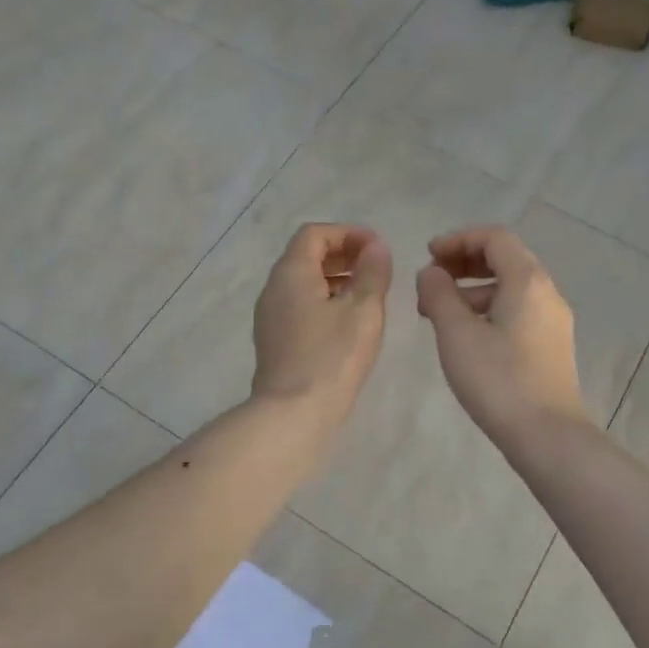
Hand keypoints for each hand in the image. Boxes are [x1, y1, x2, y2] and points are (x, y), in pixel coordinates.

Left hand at [251, 223, 392, 431]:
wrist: (293, 414)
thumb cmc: (332, 357)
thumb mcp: (363, 310)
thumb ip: (373, 273)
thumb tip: (376, 247)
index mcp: (291, 273)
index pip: (314, 234)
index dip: (348, 233)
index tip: (377, 249)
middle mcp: (274, 289)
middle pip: (306, 256)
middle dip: (342, 254)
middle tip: (376, 268)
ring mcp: (270, 317)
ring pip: (303, 283)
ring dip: (335, 279)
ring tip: (368, 294)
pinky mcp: (275, 342)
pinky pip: (299, 307)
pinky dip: (324, 302)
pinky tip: (349, 323)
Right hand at [416, 227, 591, 448]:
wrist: (547, 435)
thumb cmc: (498, 379)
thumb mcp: (457, 333)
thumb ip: (439, 294)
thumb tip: (431, 273)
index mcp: (527, 280)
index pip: (494, 238)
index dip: (458, 239)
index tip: (428, 255)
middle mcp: (546, 292)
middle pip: (505, 259)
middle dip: (464, 263)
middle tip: (431, 280)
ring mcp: (552, 320)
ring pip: (510, 287)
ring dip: (472, 289)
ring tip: (438, 313)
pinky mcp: (551, 345)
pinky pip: (516, 310)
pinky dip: (487, 309)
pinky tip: (465, 336)